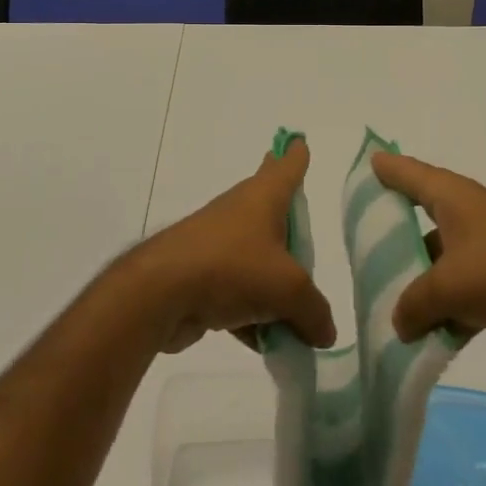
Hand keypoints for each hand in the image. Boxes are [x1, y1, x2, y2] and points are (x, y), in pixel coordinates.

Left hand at [128, 138, 336, 353]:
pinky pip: (237, 293)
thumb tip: (325, 331)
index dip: (296, 155)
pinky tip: (266, 344)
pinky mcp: (201, 277)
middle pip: (269, 207)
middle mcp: (240, 213)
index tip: (299, 142)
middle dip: (284, 212)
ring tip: (298, 313)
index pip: (286, 167)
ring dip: (273, 282)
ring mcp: (217, 244)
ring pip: (255, 257)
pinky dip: (251, 313)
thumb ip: (314, 311)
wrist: (160, 293)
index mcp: (263, 198)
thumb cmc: (231, 268)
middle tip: (298, 212)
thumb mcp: (288, 290)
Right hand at [372, 152, 485, 356]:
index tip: (363, 166)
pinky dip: (442, 313)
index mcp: (451, 198)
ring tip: (382, 307)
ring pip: (436, 264)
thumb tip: (399, 323)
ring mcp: (483, 251)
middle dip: (390, 238)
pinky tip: (421, 338)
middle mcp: (465, 216)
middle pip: (417, 221)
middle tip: (356, 254)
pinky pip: (458, 294)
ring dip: (416, 286)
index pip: (408, 173)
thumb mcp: (448, 286)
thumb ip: (413, 304)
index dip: (384, 169)